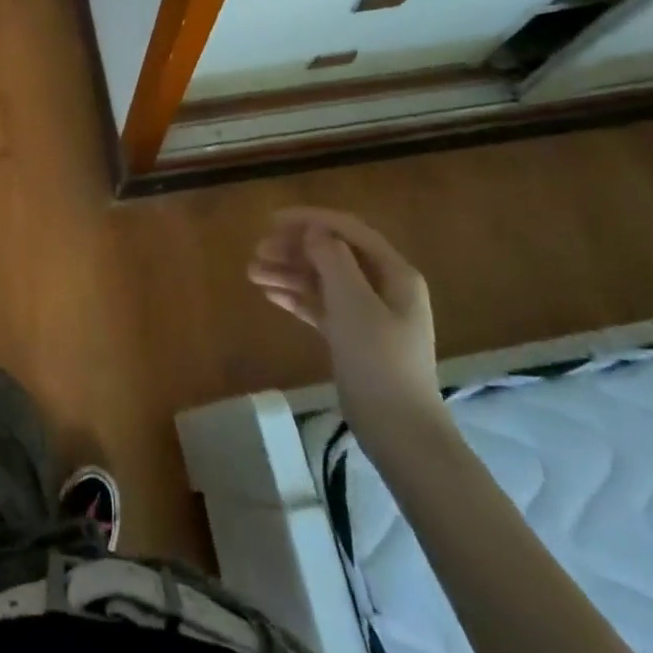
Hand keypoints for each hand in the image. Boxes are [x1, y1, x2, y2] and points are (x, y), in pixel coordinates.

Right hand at [249, 209, 446, 448]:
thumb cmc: (379, 361)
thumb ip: (333, 259)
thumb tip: (315, 229)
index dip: (310, 220)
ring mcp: (369, 314)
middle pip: (333, 254)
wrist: (400, 432)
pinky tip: (269, 295)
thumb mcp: (353, 303)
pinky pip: (322, 306)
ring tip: (252, 273)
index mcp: (395, 273)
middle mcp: (384, 287)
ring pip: (323, 280)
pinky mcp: (354, 338)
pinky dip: (297, 298)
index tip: (271, 221)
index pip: (349, 230)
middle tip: (257, 251)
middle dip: (294, 249)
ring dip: (289, 273)